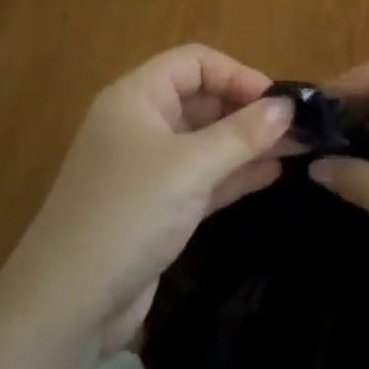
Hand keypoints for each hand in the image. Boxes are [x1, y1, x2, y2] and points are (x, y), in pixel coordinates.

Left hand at [0, 45, 294, 356]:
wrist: (68, 304)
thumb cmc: (128, 214)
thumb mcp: (190, 167)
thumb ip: (242, 134)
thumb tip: (287, 107)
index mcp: (137, 97)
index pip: (195, 63)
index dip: (237, 74)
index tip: (278, 101)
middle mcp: (141, 124)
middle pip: (203, 100)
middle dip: (249, 110)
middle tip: (299, 127)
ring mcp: (149, 167)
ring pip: (207, 141)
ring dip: (249, 142)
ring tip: (300, 147)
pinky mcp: (158, 206)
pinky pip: (204, 176)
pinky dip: (236, 172)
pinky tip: (274, 173)